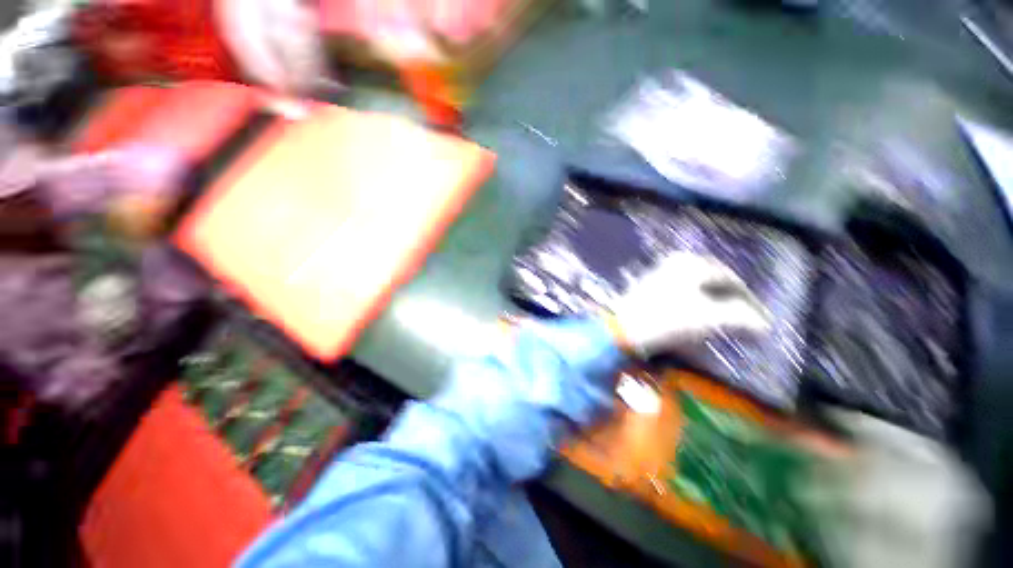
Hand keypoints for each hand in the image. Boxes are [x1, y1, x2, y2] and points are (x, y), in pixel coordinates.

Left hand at [611, 253, 770, 354]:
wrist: (624, 328)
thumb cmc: (667, 319)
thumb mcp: (709, 317)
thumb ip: (742, 317)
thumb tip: (764, 323)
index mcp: (692, 264)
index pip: (731, 280)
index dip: (749, 301)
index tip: (760, 320)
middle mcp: (676, 262)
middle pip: (715, 281)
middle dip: (732, 301)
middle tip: (745, 319)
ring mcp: (661, 273)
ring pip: (698, 287)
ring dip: (715, 303)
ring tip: (725, 321)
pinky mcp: (651, 286)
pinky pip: (684, 292)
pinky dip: (696, 304)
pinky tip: (698, 317)